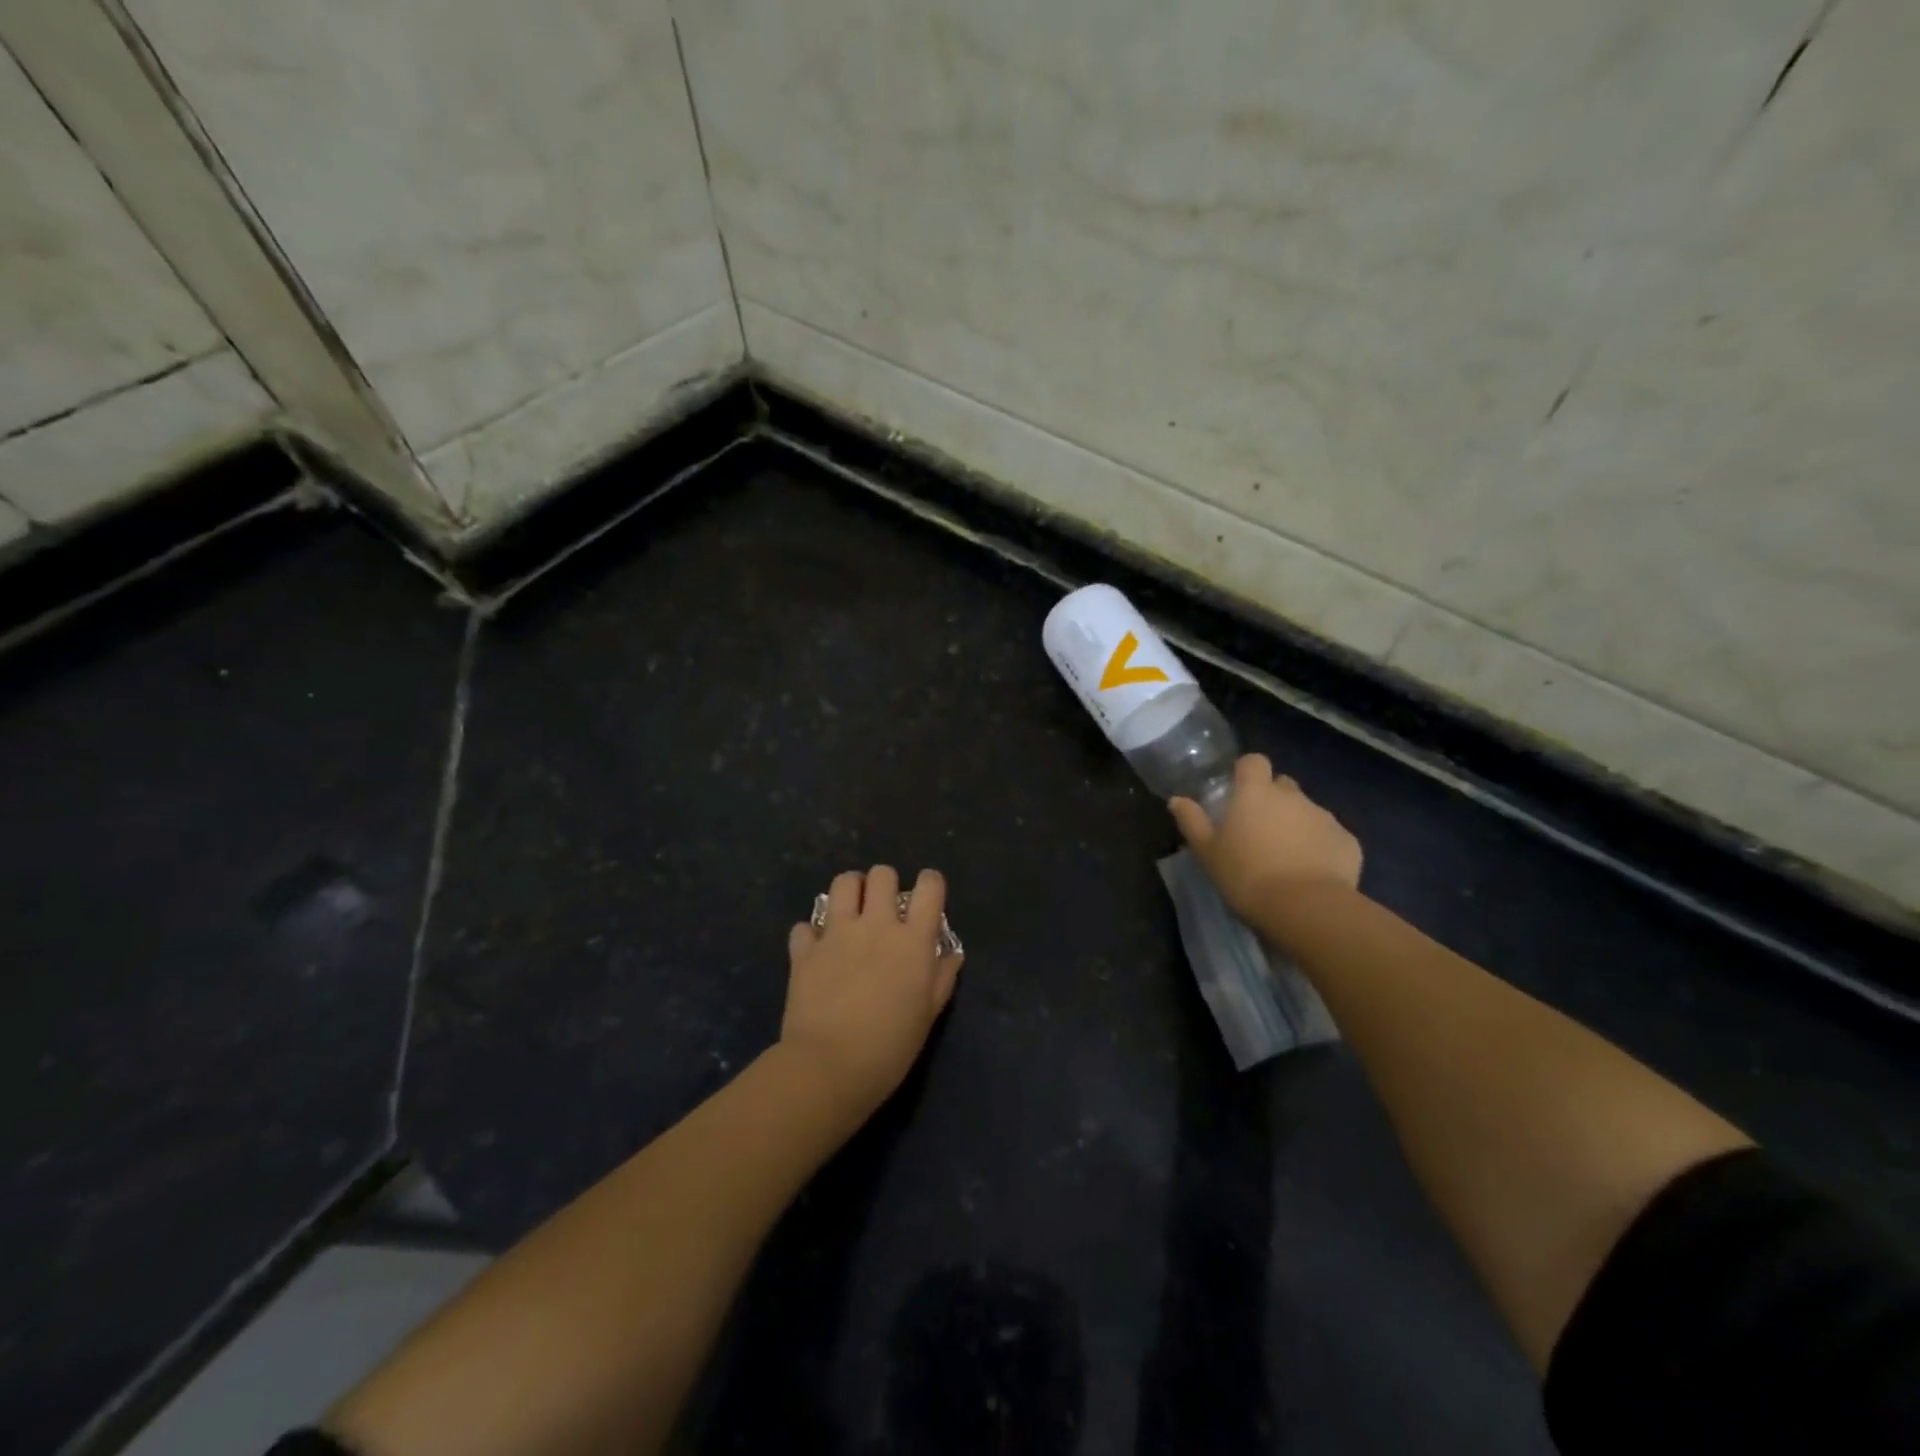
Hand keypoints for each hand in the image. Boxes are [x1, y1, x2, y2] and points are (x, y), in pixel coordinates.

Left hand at [779, 865, 963, 1119]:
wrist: (829, 1067)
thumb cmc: (890, 1047)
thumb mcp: (928, 1016)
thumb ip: (941, 978)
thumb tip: (951, 954)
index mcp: (913, 940)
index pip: (929, 887)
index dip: (930, 884)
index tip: (926, 898)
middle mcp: (876, 925)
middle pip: (882, 874)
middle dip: (885, 883)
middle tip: (883, 908)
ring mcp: (836, 933)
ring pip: (843, 883)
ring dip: (850, 891)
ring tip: (850, 912)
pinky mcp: (804, 950)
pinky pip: (805, 926)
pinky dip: (811, 934)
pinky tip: (817, 950)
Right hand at [1169, 754, 1362, 919]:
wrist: (1307, 908)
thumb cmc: (1247, 876)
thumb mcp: (1208, 853)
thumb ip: (1192, 822)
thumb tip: (1177, 800)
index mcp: (1255, 793)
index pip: (1253, 761)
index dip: (1246, 772)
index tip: (1238, 791)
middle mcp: (1293, 796)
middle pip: (1282, 785)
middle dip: (1273, 800)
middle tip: (1259, 830)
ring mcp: (1325, 817)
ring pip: (1307, 811)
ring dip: (1297, 825)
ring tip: (1287, 857)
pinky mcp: (1348, 841)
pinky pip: (1330, 837)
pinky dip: (1321, 847)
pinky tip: (1312, 873)